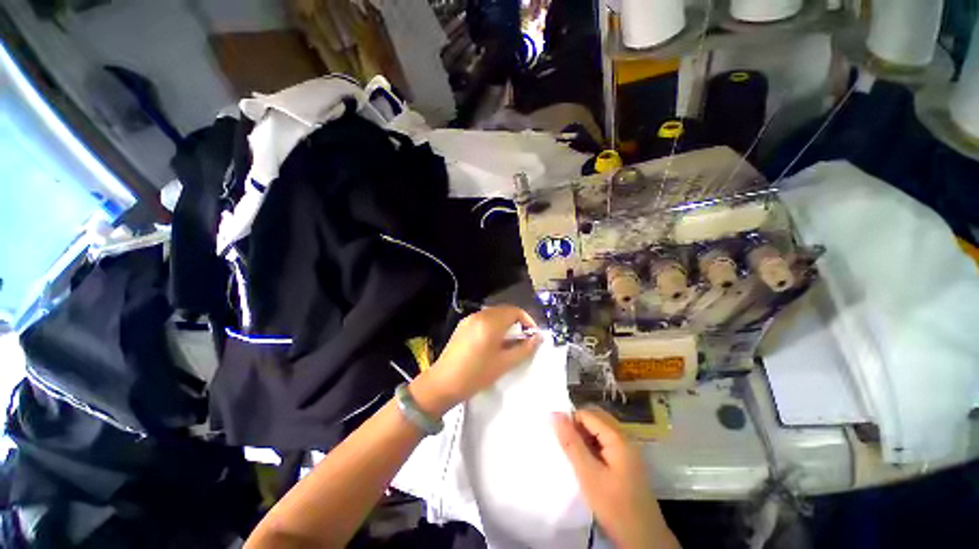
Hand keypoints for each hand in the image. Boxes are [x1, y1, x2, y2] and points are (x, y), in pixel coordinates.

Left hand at [410, 306, 540, 415]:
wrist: (443, 383)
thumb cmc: (476, 374)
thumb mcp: (504, 363)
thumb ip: (524, 349)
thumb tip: (537, 338)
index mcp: (490, 322)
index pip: (515, 311)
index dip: (527, 320)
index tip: (533, 335)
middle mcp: (480, 315)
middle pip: (505, 310)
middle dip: (517, 321)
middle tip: (523, 339)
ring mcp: (469, 319)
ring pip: (494, 314)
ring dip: (505, 323)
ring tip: (509, 341)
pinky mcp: (463, 325)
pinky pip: (483, 319)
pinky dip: (493, 325)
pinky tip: (493, 341)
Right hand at [553, 407, 678, 548]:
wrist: (644, 539)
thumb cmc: (614, 506)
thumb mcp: (588, 474)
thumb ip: (571, 442)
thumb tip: (555, 414)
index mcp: (617, 437)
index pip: (588, 414)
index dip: (570, 420)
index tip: (558, 437)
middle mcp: (624, 438)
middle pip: (596, 418)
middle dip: (577, 426)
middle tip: (565, 444)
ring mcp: (627, 450)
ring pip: (600, 430)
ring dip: (584, 436)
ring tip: (573, 454)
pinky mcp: (626, 462)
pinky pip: (605, 442)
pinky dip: (593, 446)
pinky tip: (586, 462)